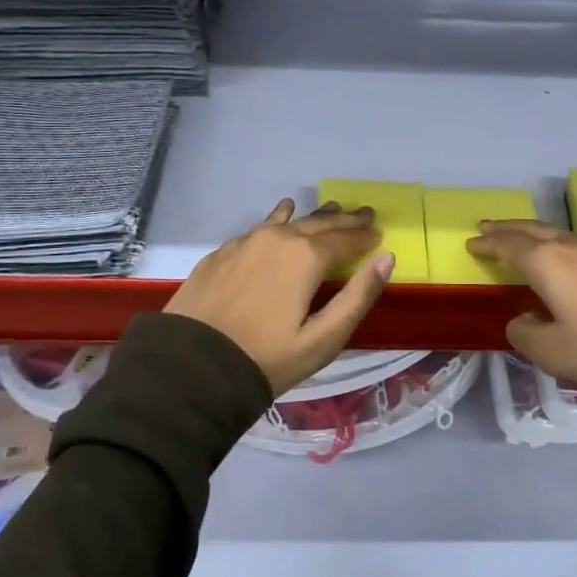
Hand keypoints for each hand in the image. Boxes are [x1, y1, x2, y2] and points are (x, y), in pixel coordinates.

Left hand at [165, 200, 393, 396]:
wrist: (191, 366)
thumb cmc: (266, 358)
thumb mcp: (322, 339)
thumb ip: (357, 297)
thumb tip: (386, 259)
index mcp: (306, 257)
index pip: (345, 239)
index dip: (365, 236)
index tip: (380, 233)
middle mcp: (278, 239)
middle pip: (319, 224)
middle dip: (345, 220)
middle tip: (365, 213)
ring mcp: (247, 242)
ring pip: (290, 222)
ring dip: (315, 217)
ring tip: (332, 210)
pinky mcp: (223, 252)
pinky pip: (261, 227)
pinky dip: (280, 219)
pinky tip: (283, 213)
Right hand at [466, 222, 576, 388]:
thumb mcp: (550, 351)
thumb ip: (525, 333)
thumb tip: (523, 319)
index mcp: (546, 263)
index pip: (508, 246)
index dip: (488, 244)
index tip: (472, 243)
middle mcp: (572, 245)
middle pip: (532, 230)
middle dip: (508, 228)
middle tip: (489, 226)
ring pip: (562, 231)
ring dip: (540, 232)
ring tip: (531, 237)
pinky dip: (574, 240)